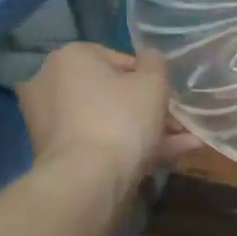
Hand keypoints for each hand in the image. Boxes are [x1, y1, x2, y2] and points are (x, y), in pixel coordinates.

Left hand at [18, 44, 198, 189]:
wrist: (87, 179)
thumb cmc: (121, 119)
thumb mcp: (153, 83)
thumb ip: (156, 64)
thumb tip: (150, 59)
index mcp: (71, 56)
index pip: (121, 60)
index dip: (153, 80)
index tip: (171, 99)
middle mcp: (51, 82)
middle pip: (113, 94)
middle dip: (151, 110)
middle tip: (179, 125)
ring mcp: (50, 120)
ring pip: (108, 121)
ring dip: (146, 132)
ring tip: (186, 145)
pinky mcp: (54, 151)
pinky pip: (97, 141)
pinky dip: (126, 147)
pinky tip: (164, 159)